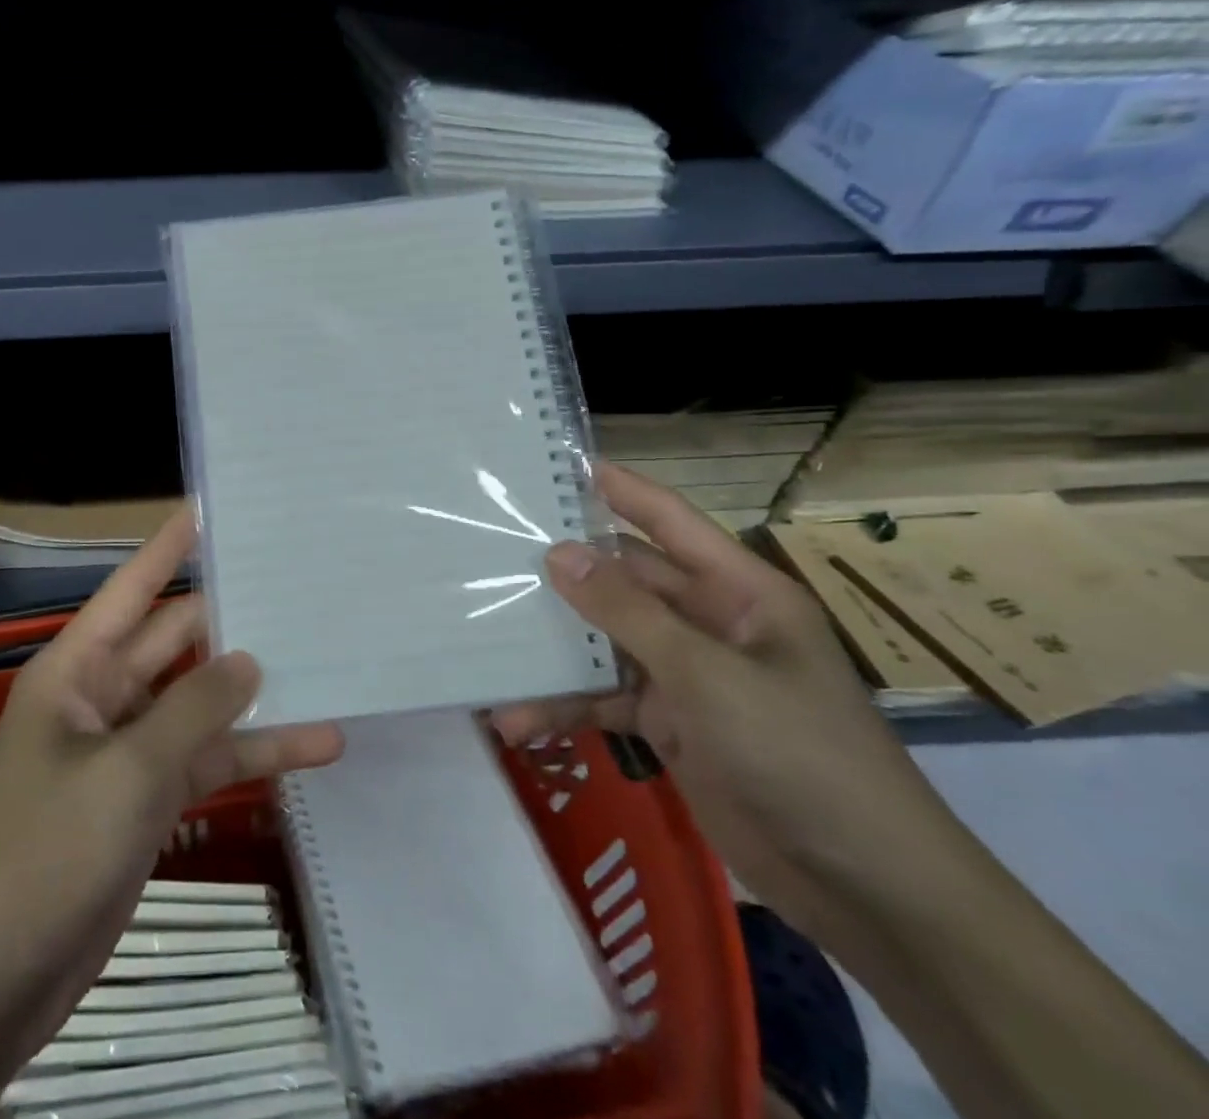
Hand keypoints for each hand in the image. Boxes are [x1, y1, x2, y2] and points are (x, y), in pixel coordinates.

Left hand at [0, 505, 342, 1111]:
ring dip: (255, 693)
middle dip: (231, 617)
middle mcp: (103, 694)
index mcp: (77, 667)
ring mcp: (129, 747)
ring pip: (201, 702)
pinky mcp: (149, 795)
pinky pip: (207, 758)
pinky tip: (316, 745)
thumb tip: (249, 659)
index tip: (210, 508)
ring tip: (325, 660)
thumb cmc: (48, 851)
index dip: (169, 547)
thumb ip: (194, 708)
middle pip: (177, 640)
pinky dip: (253, 753)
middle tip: (295, 584)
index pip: (132, 588)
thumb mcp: (127, 771)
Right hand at [494, 464, 969, 945]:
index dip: (619, 489)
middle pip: (623, 582)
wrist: (865, 889)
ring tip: (489, 651)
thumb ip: (629, 613)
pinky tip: (518, 721)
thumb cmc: (799, 753)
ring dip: (554, 655)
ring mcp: (686, 675)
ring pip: (605, 644)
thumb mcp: (708, 675)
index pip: (669, 521)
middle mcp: (708, 623)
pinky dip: (565, 708)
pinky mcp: (670, 724)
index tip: (558, 464)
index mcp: (737, 592)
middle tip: (490, 556)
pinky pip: (605, 700)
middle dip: (564, 577)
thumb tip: (558, 553)